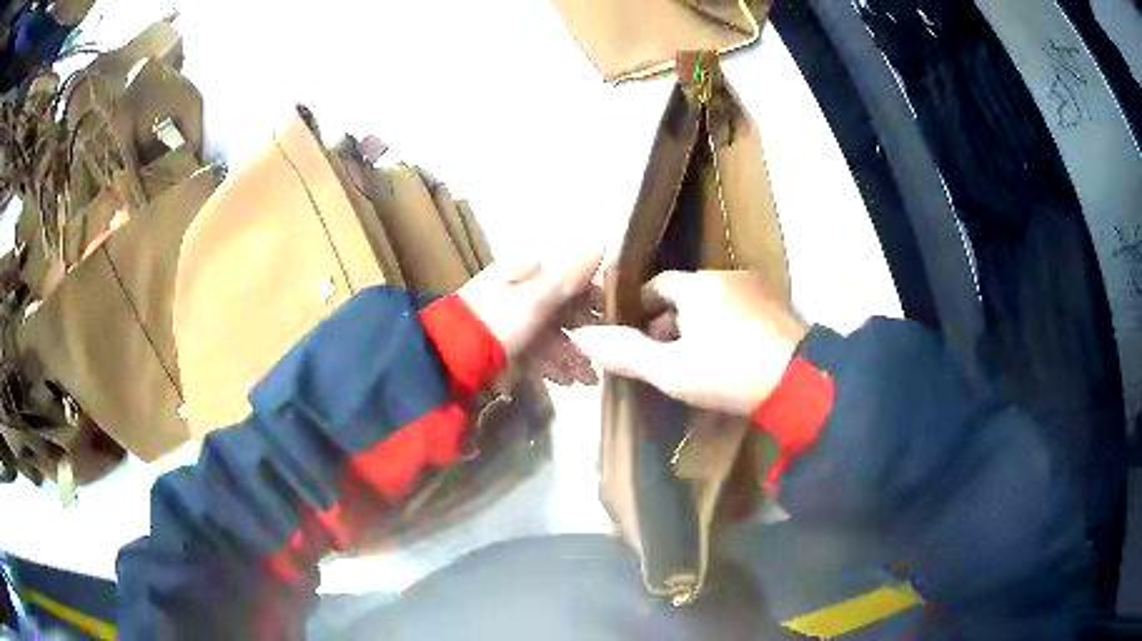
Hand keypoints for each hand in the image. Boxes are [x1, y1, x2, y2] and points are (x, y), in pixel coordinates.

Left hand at [458, 248, 603, 385]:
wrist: (448, 361)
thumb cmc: (495, 323)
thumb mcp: (535, 300)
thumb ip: (569, 277)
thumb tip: (602, 241)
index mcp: (525, 272)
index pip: (569, 277)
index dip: (594, 295)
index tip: (614, 316)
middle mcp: (519, 290)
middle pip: (562, 308)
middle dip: (586, 333)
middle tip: (607, 356)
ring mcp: (510, 318)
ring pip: (550, 332)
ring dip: (571, 354)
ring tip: (589, 379)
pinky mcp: (504, 343)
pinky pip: (535, 350)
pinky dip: (552, 363)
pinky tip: (567, 382)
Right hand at [571, 271, 808, 415]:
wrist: (801, 382)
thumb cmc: (729, 372)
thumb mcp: (672, 370)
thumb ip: (626, 353)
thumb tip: (581, 336)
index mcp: (697, 285)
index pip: (656, 285)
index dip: (641, 309)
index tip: (636, 337)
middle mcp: (727, 276)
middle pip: (687, 293)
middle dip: (671, 321)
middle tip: (666, 357)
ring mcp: (757, 289)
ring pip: (715, 302)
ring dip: (700, 324)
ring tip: (698, 360)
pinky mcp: (779, 306)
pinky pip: (740, 309)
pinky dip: (728, 326)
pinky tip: (732, 357)